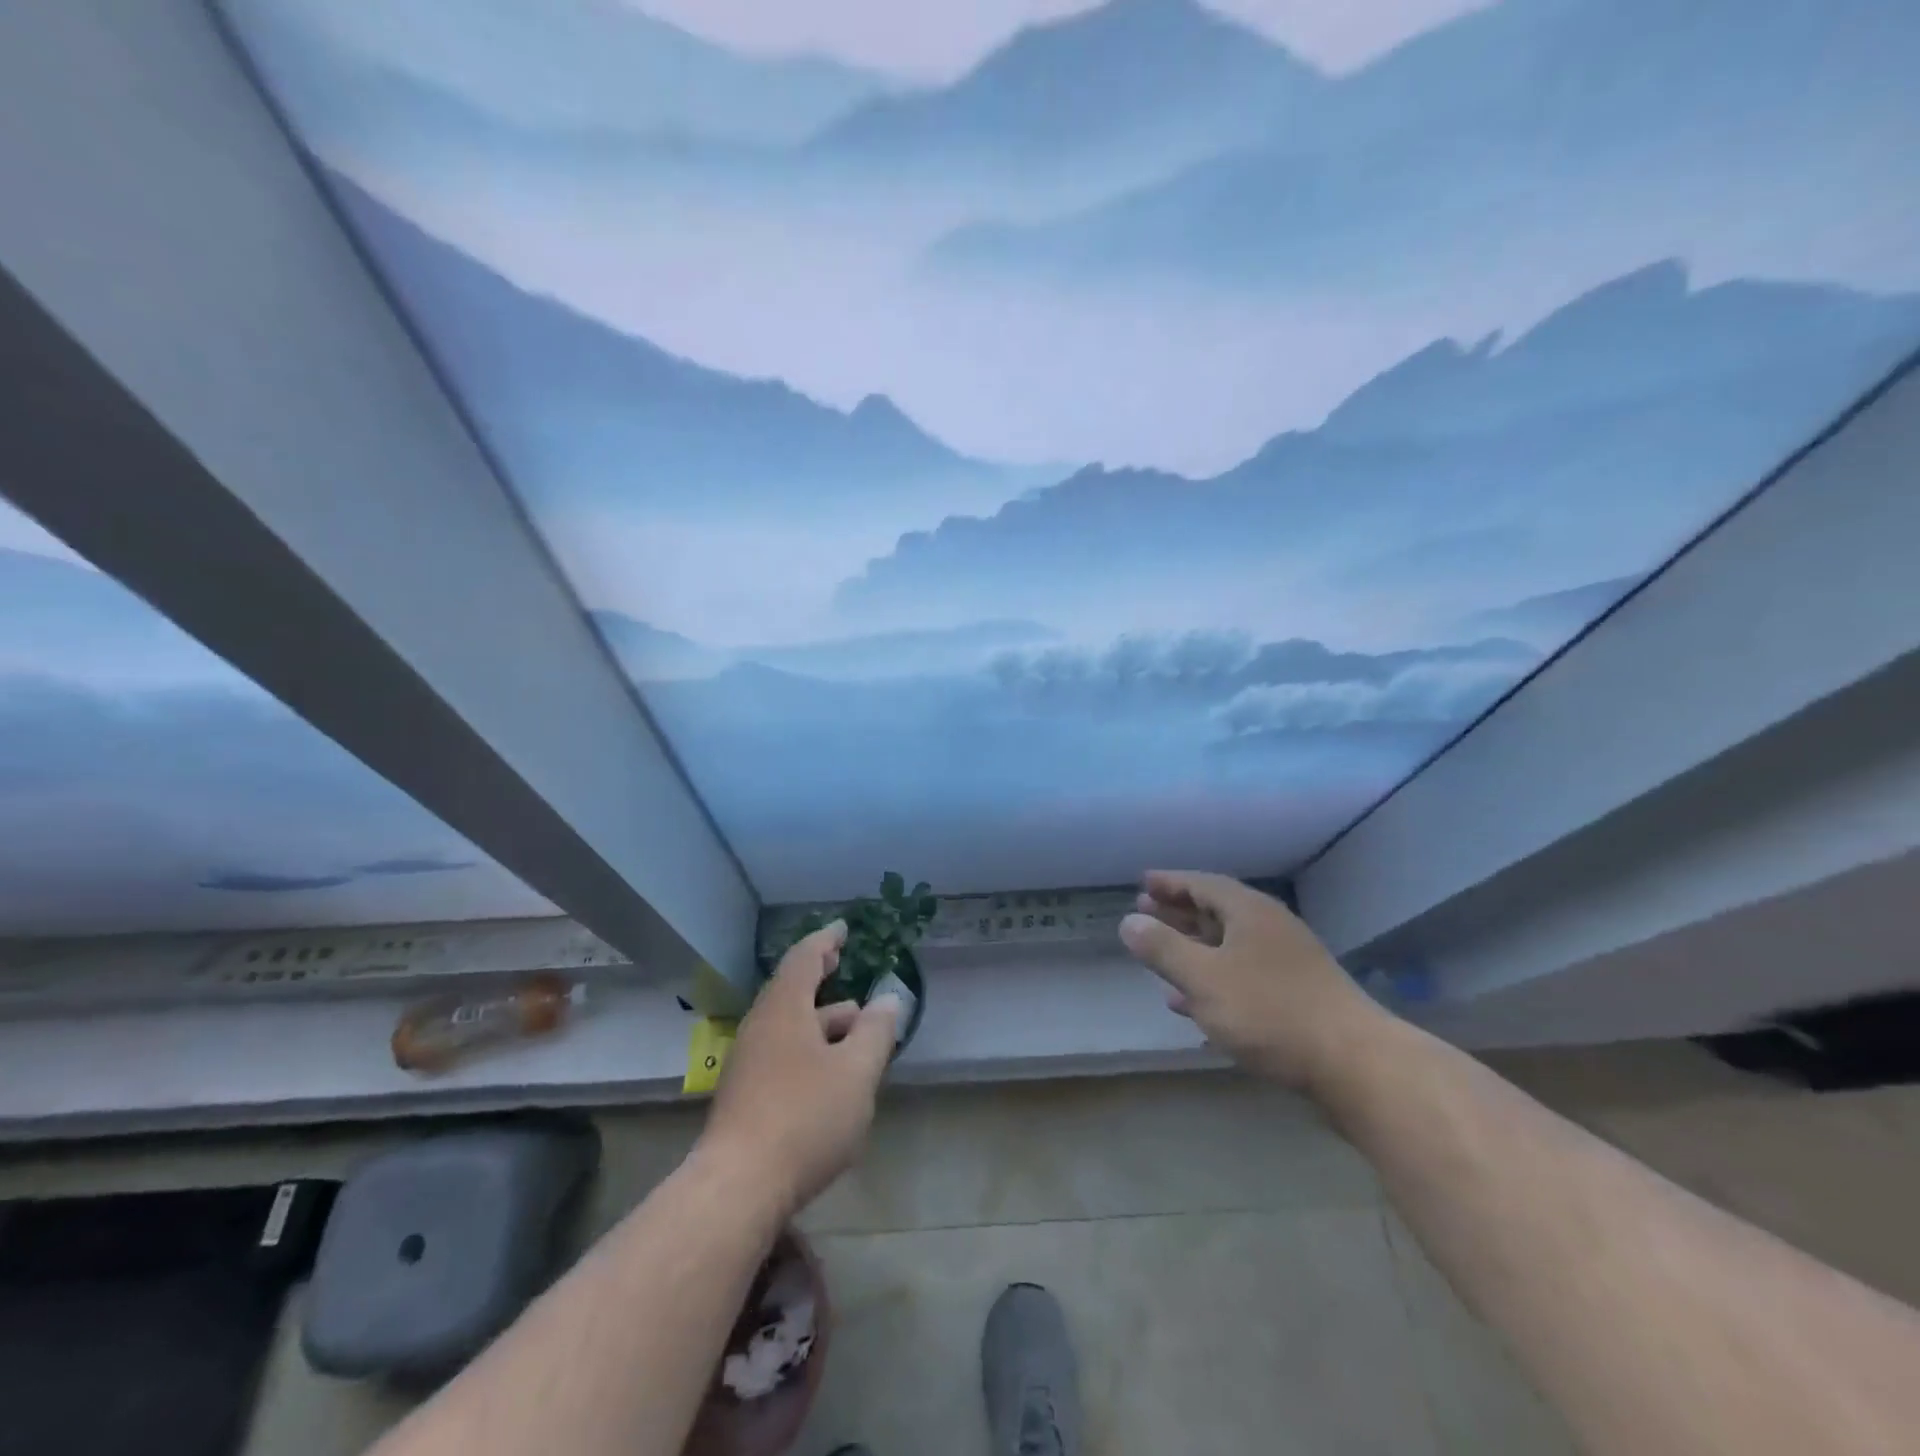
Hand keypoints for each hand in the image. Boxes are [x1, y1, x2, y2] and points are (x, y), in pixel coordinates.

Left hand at [701, 920, 900, 1215]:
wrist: (738, 1188)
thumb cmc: (805, 1117)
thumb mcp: (856, 1073)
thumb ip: (876, 1033)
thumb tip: (888, 1000)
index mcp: (784, 1009)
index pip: (804, 958)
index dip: (825, 940)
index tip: (843, 929)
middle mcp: (760, 1027)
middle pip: (793, 991)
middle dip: (821, 979)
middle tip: (843, 965)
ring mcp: (748, 1063)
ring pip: (790, 1027)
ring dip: (822, 1020)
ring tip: (855, 1028)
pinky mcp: (745, 1096)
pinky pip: (783, 1054)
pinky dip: (810, 1048)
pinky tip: (831, 1074)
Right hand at [1119, 870, 1389, 1092]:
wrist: (1354, 1064)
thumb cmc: (1270, 1012)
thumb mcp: (1204, 978)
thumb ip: (1163, 948)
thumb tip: (1129, 922)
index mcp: (1249, 912)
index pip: (1202, 884)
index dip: (1170, 883)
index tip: (1142, 883)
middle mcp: (1270, 928)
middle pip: (1216, 911)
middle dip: (1179, 913)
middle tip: (1145, 913)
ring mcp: (1287, 963)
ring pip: (1229, 946)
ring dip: (1193, 948)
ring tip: (1160, 957)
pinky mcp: (1296, 996)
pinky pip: (1242, 976)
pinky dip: (1213, 980)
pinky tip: (1192, 1003)